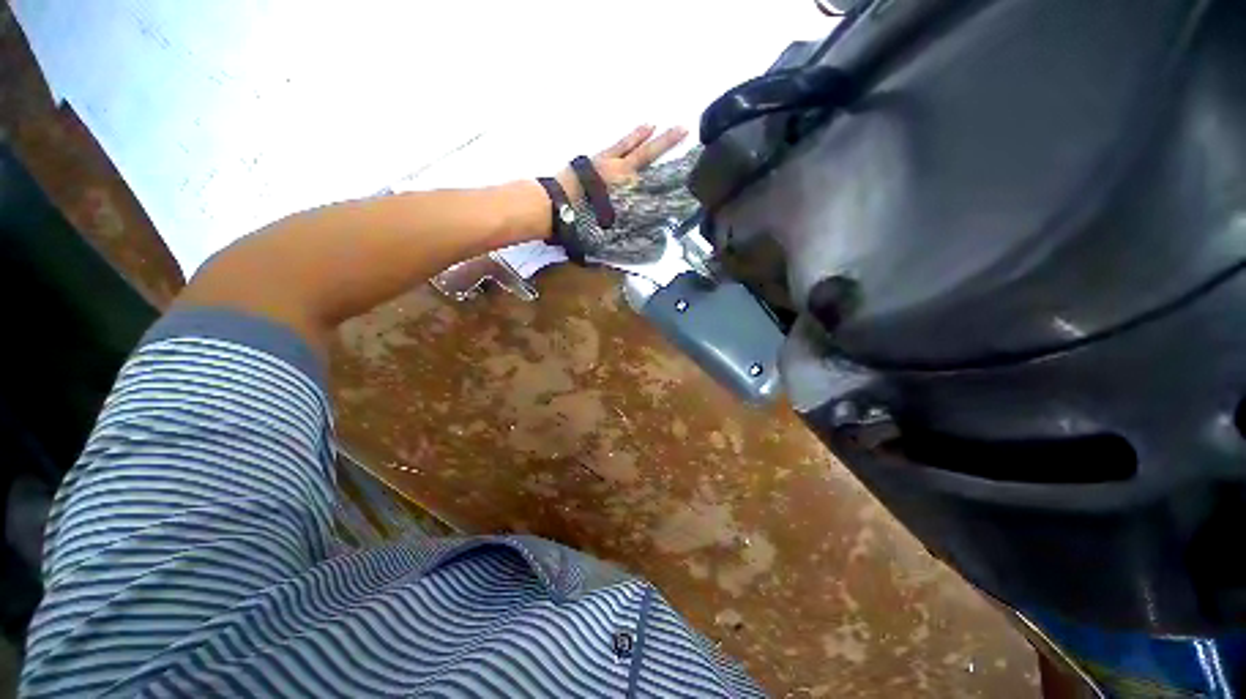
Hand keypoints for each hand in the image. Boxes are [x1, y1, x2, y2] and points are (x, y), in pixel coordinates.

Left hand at [553, 125, 703, 264]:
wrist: (555, 206)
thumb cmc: (581, 224)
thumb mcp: (610, 234)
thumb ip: (632, 231)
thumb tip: (655, 236)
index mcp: (630, 197)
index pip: (660, 189)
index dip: (678, 185)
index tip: (695, 180)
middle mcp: (627, 178)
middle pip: (655, 163)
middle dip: (675, 153)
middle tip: (695, 141)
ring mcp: (614, 165)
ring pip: (641, 149)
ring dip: (660, 140)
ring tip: (678, 129)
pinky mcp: (601, 158)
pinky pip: (622, 143)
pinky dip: (635, 136)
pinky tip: (646, 126)